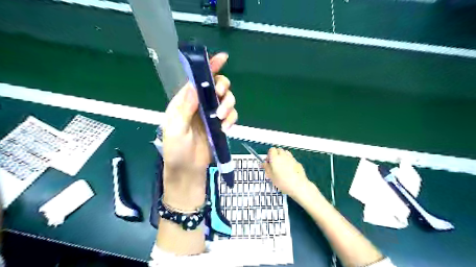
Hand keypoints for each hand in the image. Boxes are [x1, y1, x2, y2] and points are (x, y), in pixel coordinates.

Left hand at [162, 52, 237, 205]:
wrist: (188, 170)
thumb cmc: (176, 150)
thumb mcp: (176, 129)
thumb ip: (185, 108)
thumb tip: (194, 87)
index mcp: (185, 102)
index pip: (197, 80)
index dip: (209, 67)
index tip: (222, 58)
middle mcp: (200, 105)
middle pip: (218, 86)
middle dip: (222, 89)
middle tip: (220, 100)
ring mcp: (212, 115)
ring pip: (227, 100)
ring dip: (228, 106)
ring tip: (221, 119)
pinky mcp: (221, 125)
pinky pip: (232, 116)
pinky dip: (231, 120)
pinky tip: (225, 129)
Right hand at [264, 147, 314, 199]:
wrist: (298, 186)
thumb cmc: (283, 182)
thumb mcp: (271, 176)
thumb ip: (266, 168)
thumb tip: (263, 164)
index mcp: (275, 158)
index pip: (271, 150)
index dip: (269, 155)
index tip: (268, 162)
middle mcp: (283, 155)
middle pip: (278, 150)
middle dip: (275, 154)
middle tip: (273, 164)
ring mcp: (291, 158)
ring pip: (285, 153)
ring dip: (282, 156)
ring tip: (280, 166)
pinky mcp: (297, 162)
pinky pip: (291, 158)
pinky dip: (288, 160)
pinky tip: (288, 169)